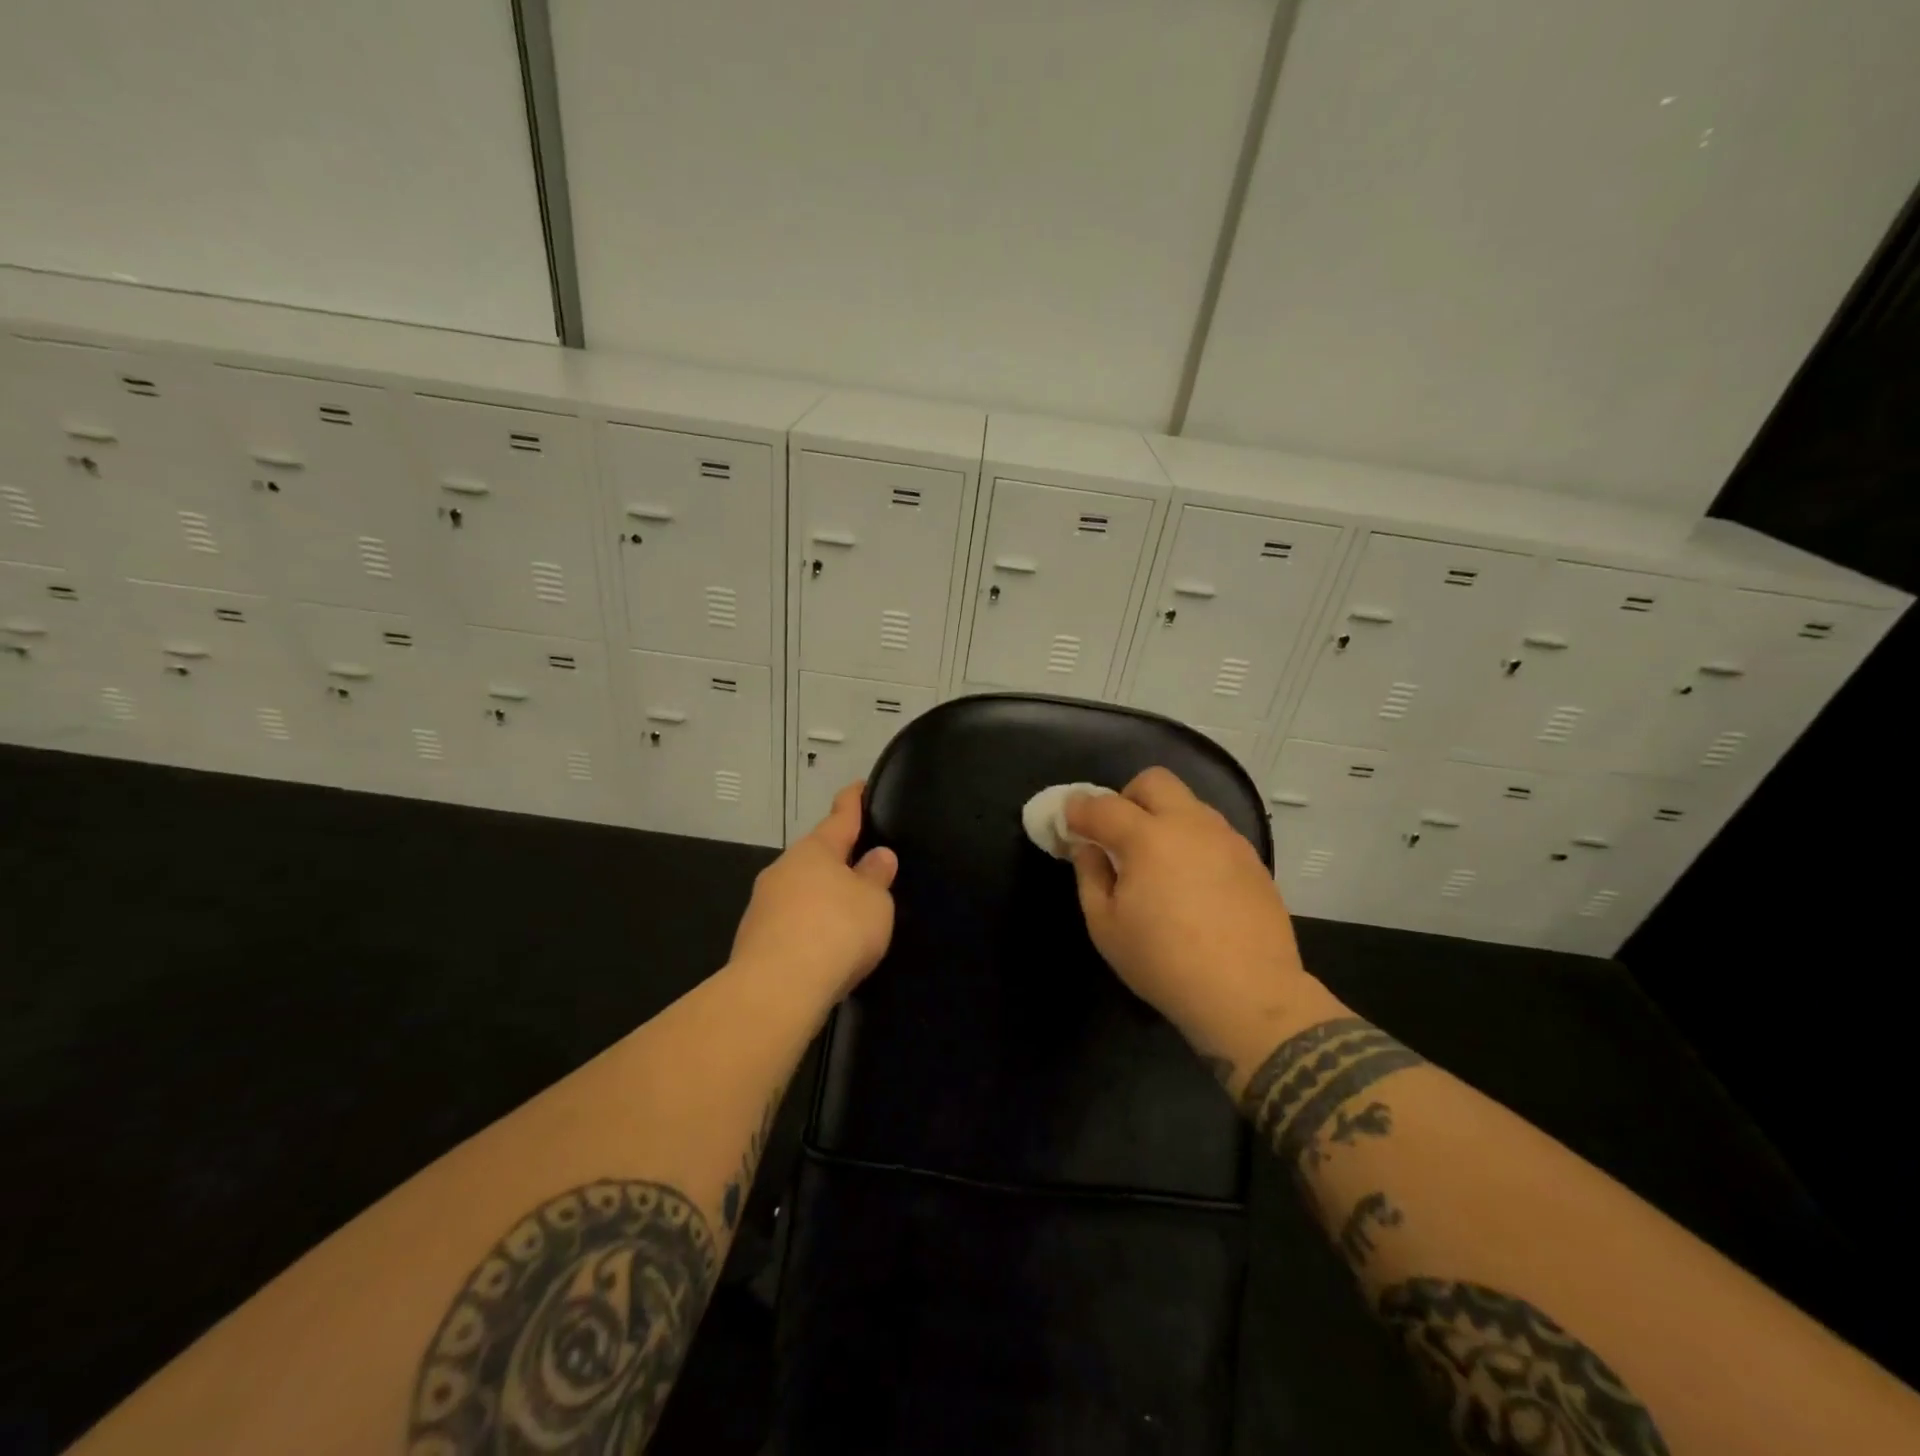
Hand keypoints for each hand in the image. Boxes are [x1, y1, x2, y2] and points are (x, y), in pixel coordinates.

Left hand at [730, 782, 898, 1008]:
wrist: (776, 989)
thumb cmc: (835, 931)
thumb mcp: (874, 902)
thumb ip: (876, 877)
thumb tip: (877, 856)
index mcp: (816, 850)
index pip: (840, 816)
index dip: (852, 801)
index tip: (857, 786)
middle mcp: (784, 868)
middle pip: (817, 856)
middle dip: (838, 858)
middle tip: (864, 864)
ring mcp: (764, 904)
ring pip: (801, 890)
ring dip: (822, 896)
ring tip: (848, 913)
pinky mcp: (754, 939)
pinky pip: (791, 922)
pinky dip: (809, 927)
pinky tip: (824, 947)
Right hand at [1067, 768, 1330, 1069]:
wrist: (1249, 995)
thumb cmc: (1164, 963)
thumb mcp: (1106, 926)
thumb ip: (1090, 875)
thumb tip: (1087, 846)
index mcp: (1147, 837)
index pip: (1102, 805)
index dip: (1078, 810)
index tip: (1068, 822)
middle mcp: (1189, 824)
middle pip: (1153, 782)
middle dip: (1127, 797)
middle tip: (1117, 835)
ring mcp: (1226, 839)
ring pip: (1188, 803)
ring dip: (1163, 818)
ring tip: (1157, 863)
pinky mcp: (1251, 859)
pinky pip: (1212, 832)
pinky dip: (1191, 841)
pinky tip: (1191, 883)